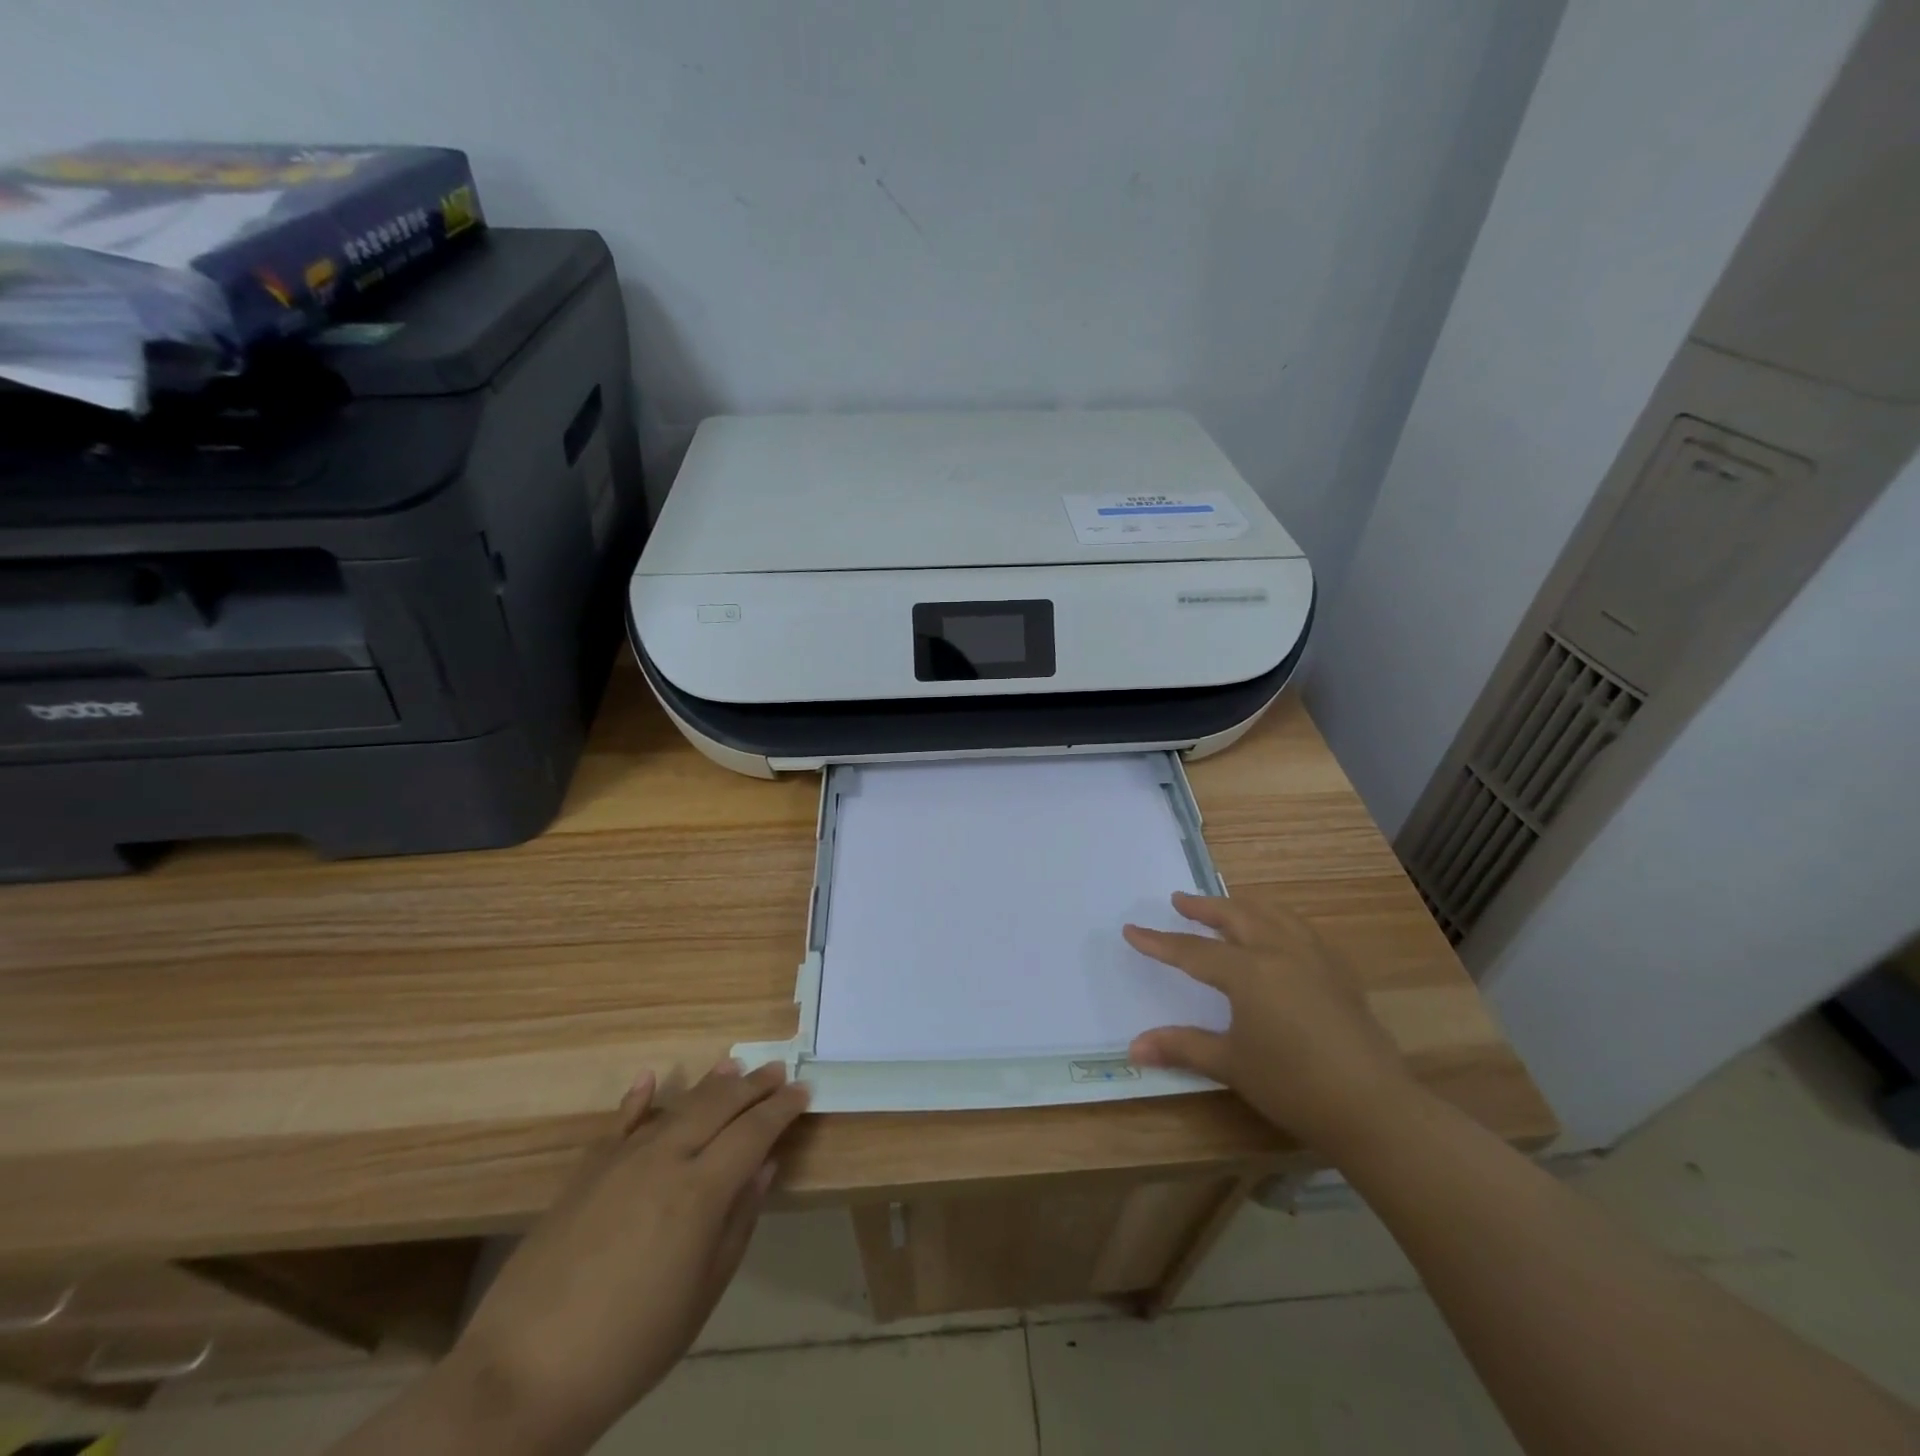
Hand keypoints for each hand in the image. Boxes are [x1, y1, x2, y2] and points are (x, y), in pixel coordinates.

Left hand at [448, 1061, 809, 1451]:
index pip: (753, 1132)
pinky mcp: (585, 1172)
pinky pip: (618, 1124)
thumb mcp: (702, 1293)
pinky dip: (637, 1098)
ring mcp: (620, 1161)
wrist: (524, 1373)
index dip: (781, 1109)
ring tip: (733, 1065)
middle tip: (777, 1069)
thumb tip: (764, 1166)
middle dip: (752, 1086)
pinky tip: (649, 1077)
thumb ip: (738, 1221)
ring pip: (675, 1107)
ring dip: (708, 1085)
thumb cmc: (631, 1345)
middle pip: (717, 1107)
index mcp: (700, 1191)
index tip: (804, 1090)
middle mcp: (664, 1159)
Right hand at [1124, 893, 1420, 1154]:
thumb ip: (1181, 1046)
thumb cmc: (1293, 1085)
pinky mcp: (1339, 972)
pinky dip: (1279, 920)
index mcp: (1248, 971)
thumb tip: (1134, 1047)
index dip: (1159, 942)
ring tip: (1226, 906)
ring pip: (1273, 914)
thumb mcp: (1230, 1064)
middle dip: (1204, 907)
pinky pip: (1302, 929)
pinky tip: (1279, 933)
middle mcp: (1280, 951)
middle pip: (1235, 916)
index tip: (1132, 929)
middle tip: (1180, 901)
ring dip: (1243, 906)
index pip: (1192, 951)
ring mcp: (1315, 957)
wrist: (1373, 1108)